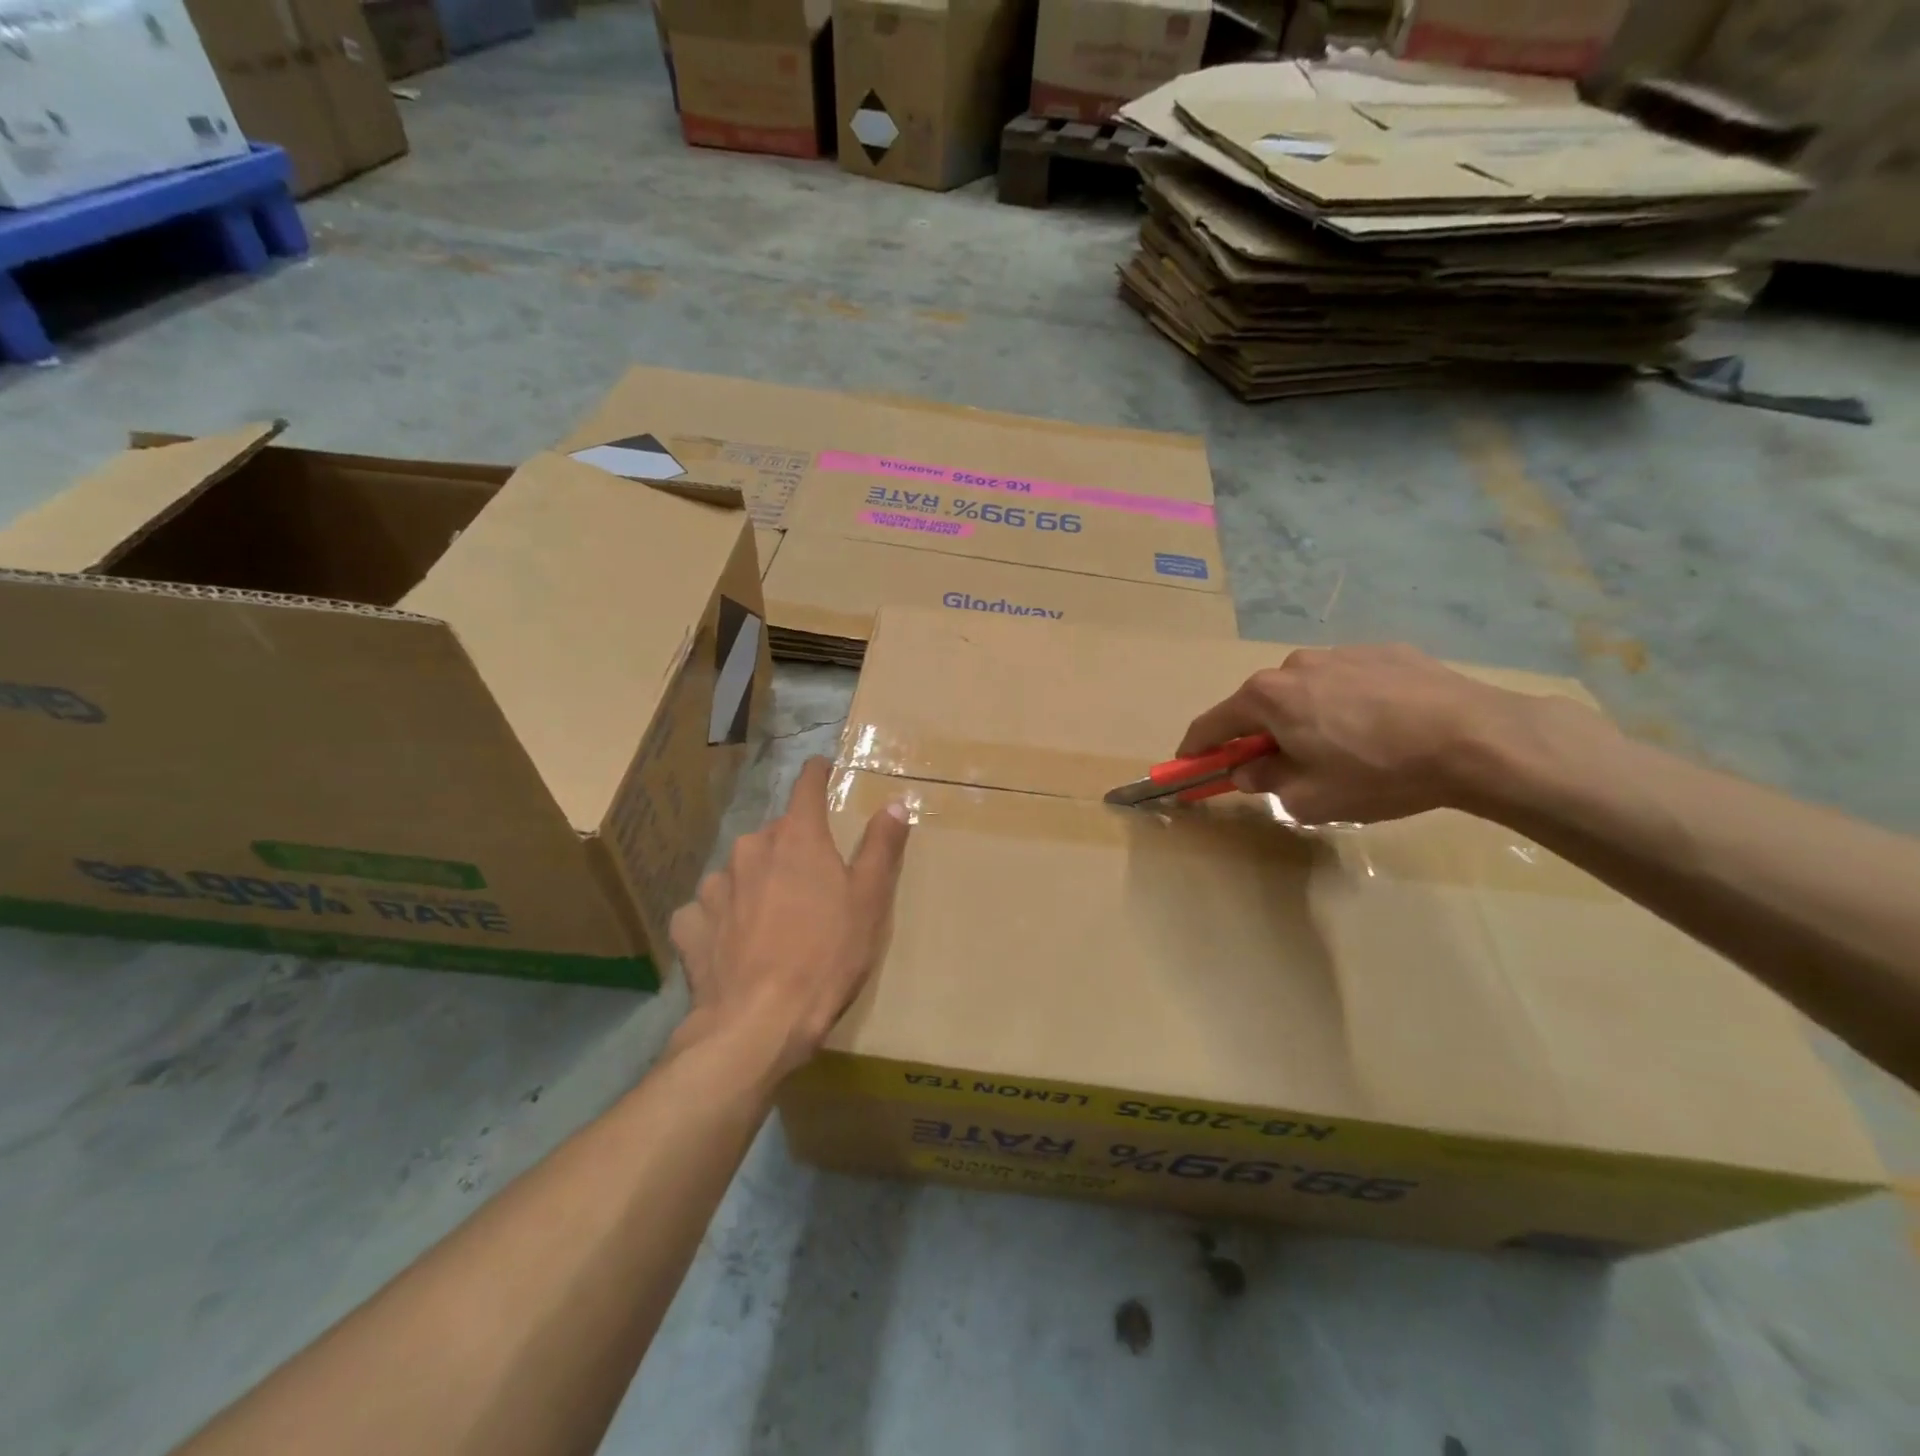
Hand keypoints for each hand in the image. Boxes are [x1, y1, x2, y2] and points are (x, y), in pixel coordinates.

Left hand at [669, 757, 910, 1078]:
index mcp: (796, 839)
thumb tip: (895, 803)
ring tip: (771, 919)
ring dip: (755, 883)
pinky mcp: (690, 925)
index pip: (806, 787)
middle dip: (791, 847)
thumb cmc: (826, 956)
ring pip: (740, 871)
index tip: (822, 768)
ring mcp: (715, 887)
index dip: (816, 774)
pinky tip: (731, 943)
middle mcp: (750, 850)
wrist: (759, 1023)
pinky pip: (708, 909)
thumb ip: (881, 847)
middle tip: (811, 880)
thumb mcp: (869, 901)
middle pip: (774, 834)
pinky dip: (721, 918)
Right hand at [1178, 644, 1564, 824]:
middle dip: (1259, 736)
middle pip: (1260, 705)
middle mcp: (1295, 665)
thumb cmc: (1378, 773)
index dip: (1196, 749)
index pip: (1212, 724)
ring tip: (1344, 750)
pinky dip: (1347, 704)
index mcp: (1268, 697)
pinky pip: (1348, 682)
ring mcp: (1341, 653)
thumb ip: (1265, 781)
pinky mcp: (1385, 652)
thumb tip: (1248, 769)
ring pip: (1306, 691)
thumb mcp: (1309, 797)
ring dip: (1305, 718)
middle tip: (1279, 768)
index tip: (1187, 766)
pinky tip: (1382, 729)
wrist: (1477, 739)